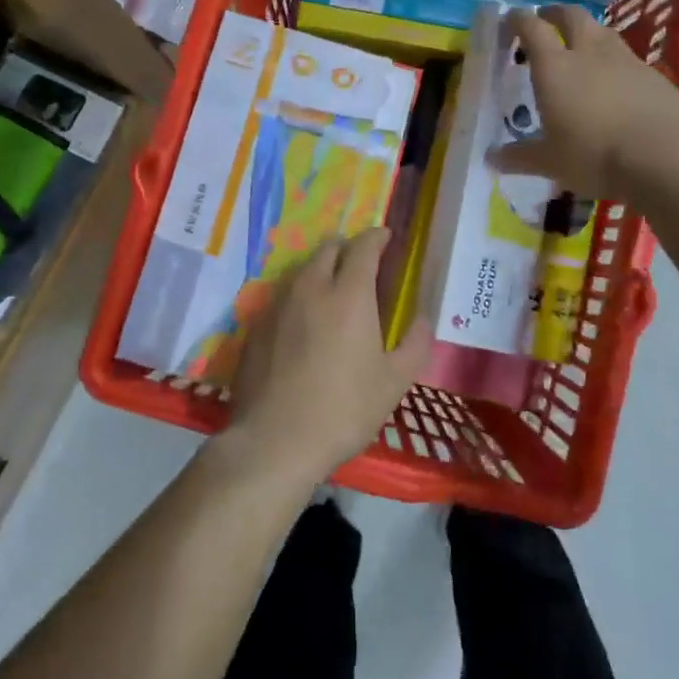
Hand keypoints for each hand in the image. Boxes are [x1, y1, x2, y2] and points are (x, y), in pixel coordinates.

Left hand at [223, 228, 433, 484]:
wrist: (274, 441)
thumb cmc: (343, 410)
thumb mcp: (394, 382)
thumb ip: (414, 344)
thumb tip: (423, 319)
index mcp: (349, 295)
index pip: (363, 247)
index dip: (377, 237)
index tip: (386, 237)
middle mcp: (311, 288)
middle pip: (328, 249)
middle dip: (347, 248)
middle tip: (361, 264)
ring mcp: (277, 305)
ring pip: (301, 270)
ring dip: (320, 269)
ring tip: (332, 290)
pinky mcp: (255, 326)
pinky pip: (281, 296)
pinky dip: (298, 296)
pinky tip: (302, 322)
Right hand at [492, 5, 678, 199]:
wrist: (658, 160)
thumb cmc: (591, 156)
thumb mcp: (548, 162)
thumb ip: (519, 156)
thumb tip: (492, 158)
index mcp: (554, 67)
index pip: (532, 28)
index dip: (519, 19)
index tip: (511, 20)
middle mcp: (589, 53)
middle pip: (572, 16)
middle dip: (555, 14)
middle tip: (546, 21)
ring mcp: (625, 60)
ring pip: (603, 32)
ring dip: (588, 33)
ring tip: (581, 48)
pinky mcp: (653, 75)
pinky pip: (628, 59)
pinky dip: (615, 62)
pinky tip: (615, 83)